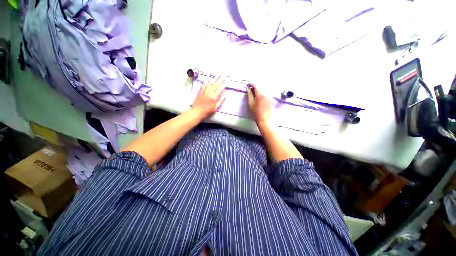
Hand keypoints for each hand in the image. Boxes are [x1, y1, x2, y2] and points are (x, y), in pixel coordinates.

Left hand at [191, 76, 225, 119]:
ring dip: (214, 78)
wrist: (197, 112)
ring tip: (218, 74)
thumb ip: (220, 101)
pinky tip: (208, 77)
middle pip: (215, 85)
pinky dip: (206, 80)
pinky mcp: (200, 91)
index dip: (223, 85)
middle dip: (220, 79)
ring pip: (210, 83)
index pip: (220, 89)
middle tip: (223, 75)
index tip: (226, 81)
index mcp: (214, 97)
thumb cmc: (207, 111)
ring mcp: (204, 91)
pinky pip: (204, 84)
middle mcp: (209, 93)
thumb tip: (225, 96)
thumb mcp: (215, 108)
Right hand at [247, 83, 271, 125]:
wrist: (265, 119)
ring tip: (253, 95)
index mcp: (260, 94)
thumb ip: (249, 95)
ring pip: (262, 90)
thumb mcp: (250, 103)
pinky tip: (258, 98)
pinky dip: (261, 94)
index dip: (250, 84)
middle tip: (249, 90)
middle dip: (254, 87)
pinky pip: (265, 94)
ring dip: (257, 91)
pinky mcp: (270, 100)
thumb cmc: (256, 113)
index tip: (247, 85)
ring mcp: (268, 97)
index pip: (255, 85)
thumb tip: (248, 89)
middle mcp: (265, 94)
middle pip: (259, 87)